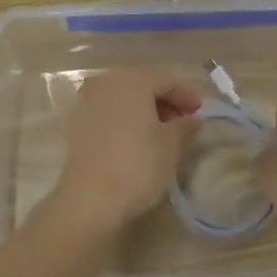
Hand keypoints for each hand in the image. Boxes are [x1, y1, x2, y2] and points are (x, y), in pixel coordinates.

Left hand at [50, 68, 202, 237]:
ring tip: (161, 132)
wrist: (90, 198)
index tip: (201, 113)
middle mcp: (106, 80)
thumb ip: (185, 126)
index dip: (187, 95)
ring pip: (123, 97)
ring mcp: (87, 99)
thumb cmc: (137, 164)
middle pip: (143, 84)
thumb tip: (193, 119)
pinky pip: (108, 110)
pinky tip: (136, 138)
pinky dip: (124, 118)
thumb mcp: (171, 145)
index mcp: (132, 78)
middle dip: (165, 101)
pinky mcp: (76, 121)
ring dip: (144, 109)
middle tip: (183, 122)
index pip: (166, 79)